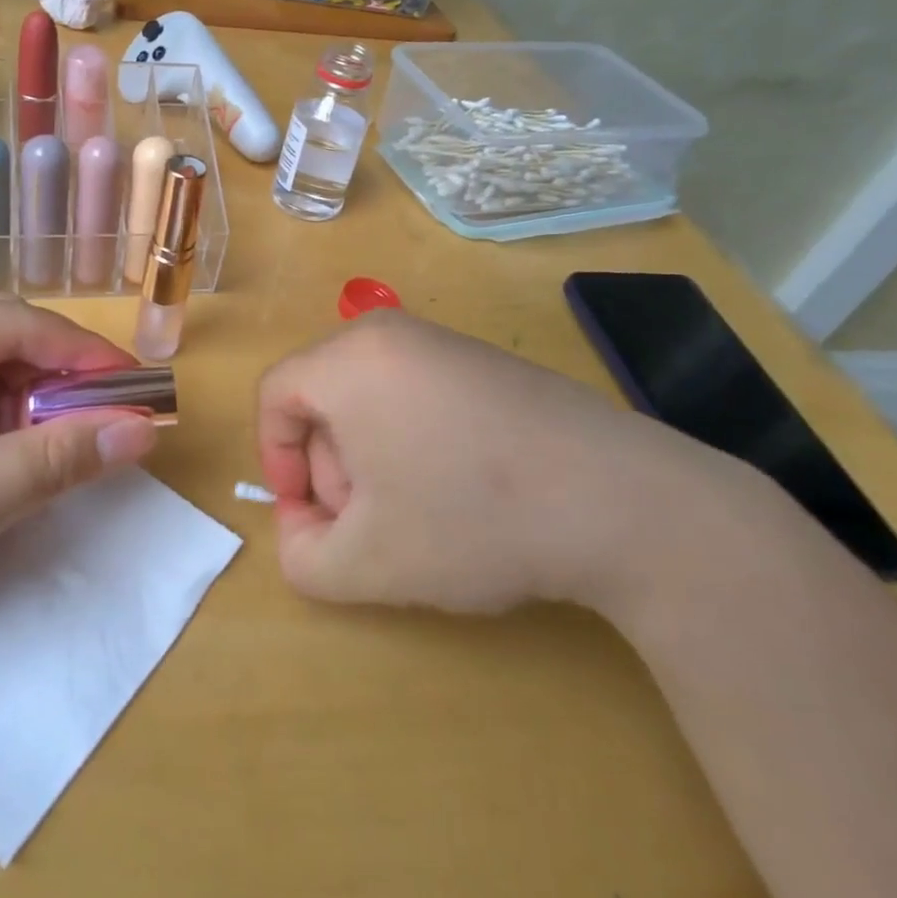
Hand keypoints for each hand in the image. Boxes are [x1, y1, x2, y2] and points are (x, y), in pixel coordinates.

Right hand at [256, 310, 751, 615]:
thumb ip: (300, 557)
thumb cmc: (472, 520)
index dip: (276, 460)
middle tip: (367, 524)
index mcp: (348, 361)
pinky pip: (415, 392)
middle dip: (329, 467)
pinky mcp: (484, 361)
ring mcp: (443, 341)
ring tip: (417, 514)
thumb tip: (302, 527)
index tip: (309, 514)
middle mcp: (389, 333)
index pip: (274, 394)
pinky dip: (413, 440)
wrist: (622, 501)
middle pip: (321, 396)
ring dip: (370, 458)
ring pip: (368, 397)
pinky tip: (460, 490)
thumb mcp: (366, 563)